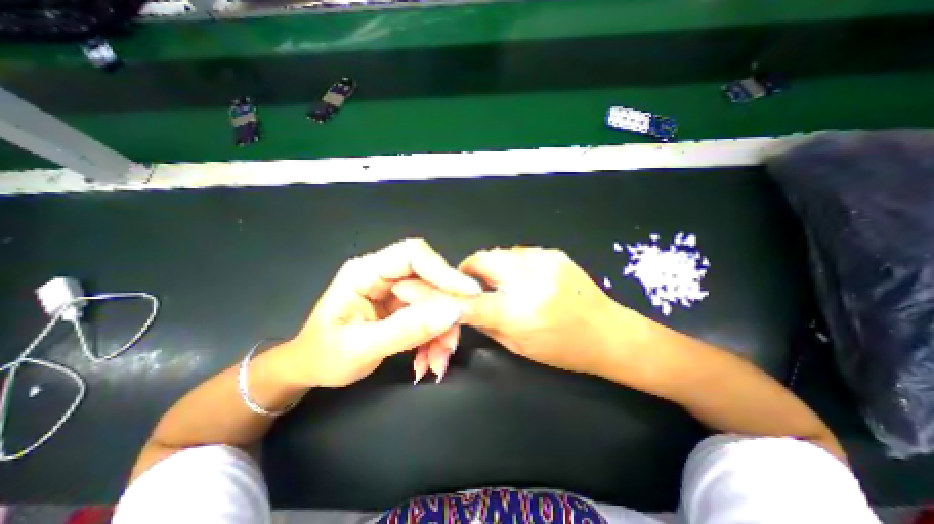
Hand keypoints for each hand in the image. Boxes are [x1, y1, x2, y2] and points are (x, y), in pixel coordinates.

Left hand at [274, 240, 480, 385]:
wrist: (310, 368)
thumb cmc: (323, 356)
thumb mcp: (359, 349)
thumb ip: (406, 330)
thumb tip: (452, 311)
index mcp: (365, 272)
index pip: (413, 255)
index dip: (444, 271)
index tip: (470, 294)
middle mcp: (384, 274)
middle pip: (430, 280)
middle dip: (445, 314)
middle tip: (449, 346)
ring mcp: (395, 290)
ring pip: (435, 300)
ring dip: (442, 331)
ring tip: (436, 362)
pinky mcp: (403, 306)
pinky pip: (430, 315)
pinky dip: (435, 338)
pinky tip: (427, 360)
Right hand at [457, 246, 646, 374]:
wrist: (609, 333)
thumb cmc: (563, 349)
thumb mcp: (519, 346)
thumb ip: (487, 324)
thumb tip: (463, 308)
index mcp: (519, 313)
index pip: (470, 300)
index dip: (451, 295)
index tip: (443, 293)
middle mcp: (529, 281)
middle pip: (481, 260)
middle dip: (469, 269)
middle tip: (470, 281)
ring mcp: (543, 262)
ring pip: (499, 252)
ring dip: (492, 266)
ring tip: (500, 281)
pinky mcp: (554, 253)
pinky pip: (519, 252)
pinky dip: (512, 263)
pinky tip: (523, 277)